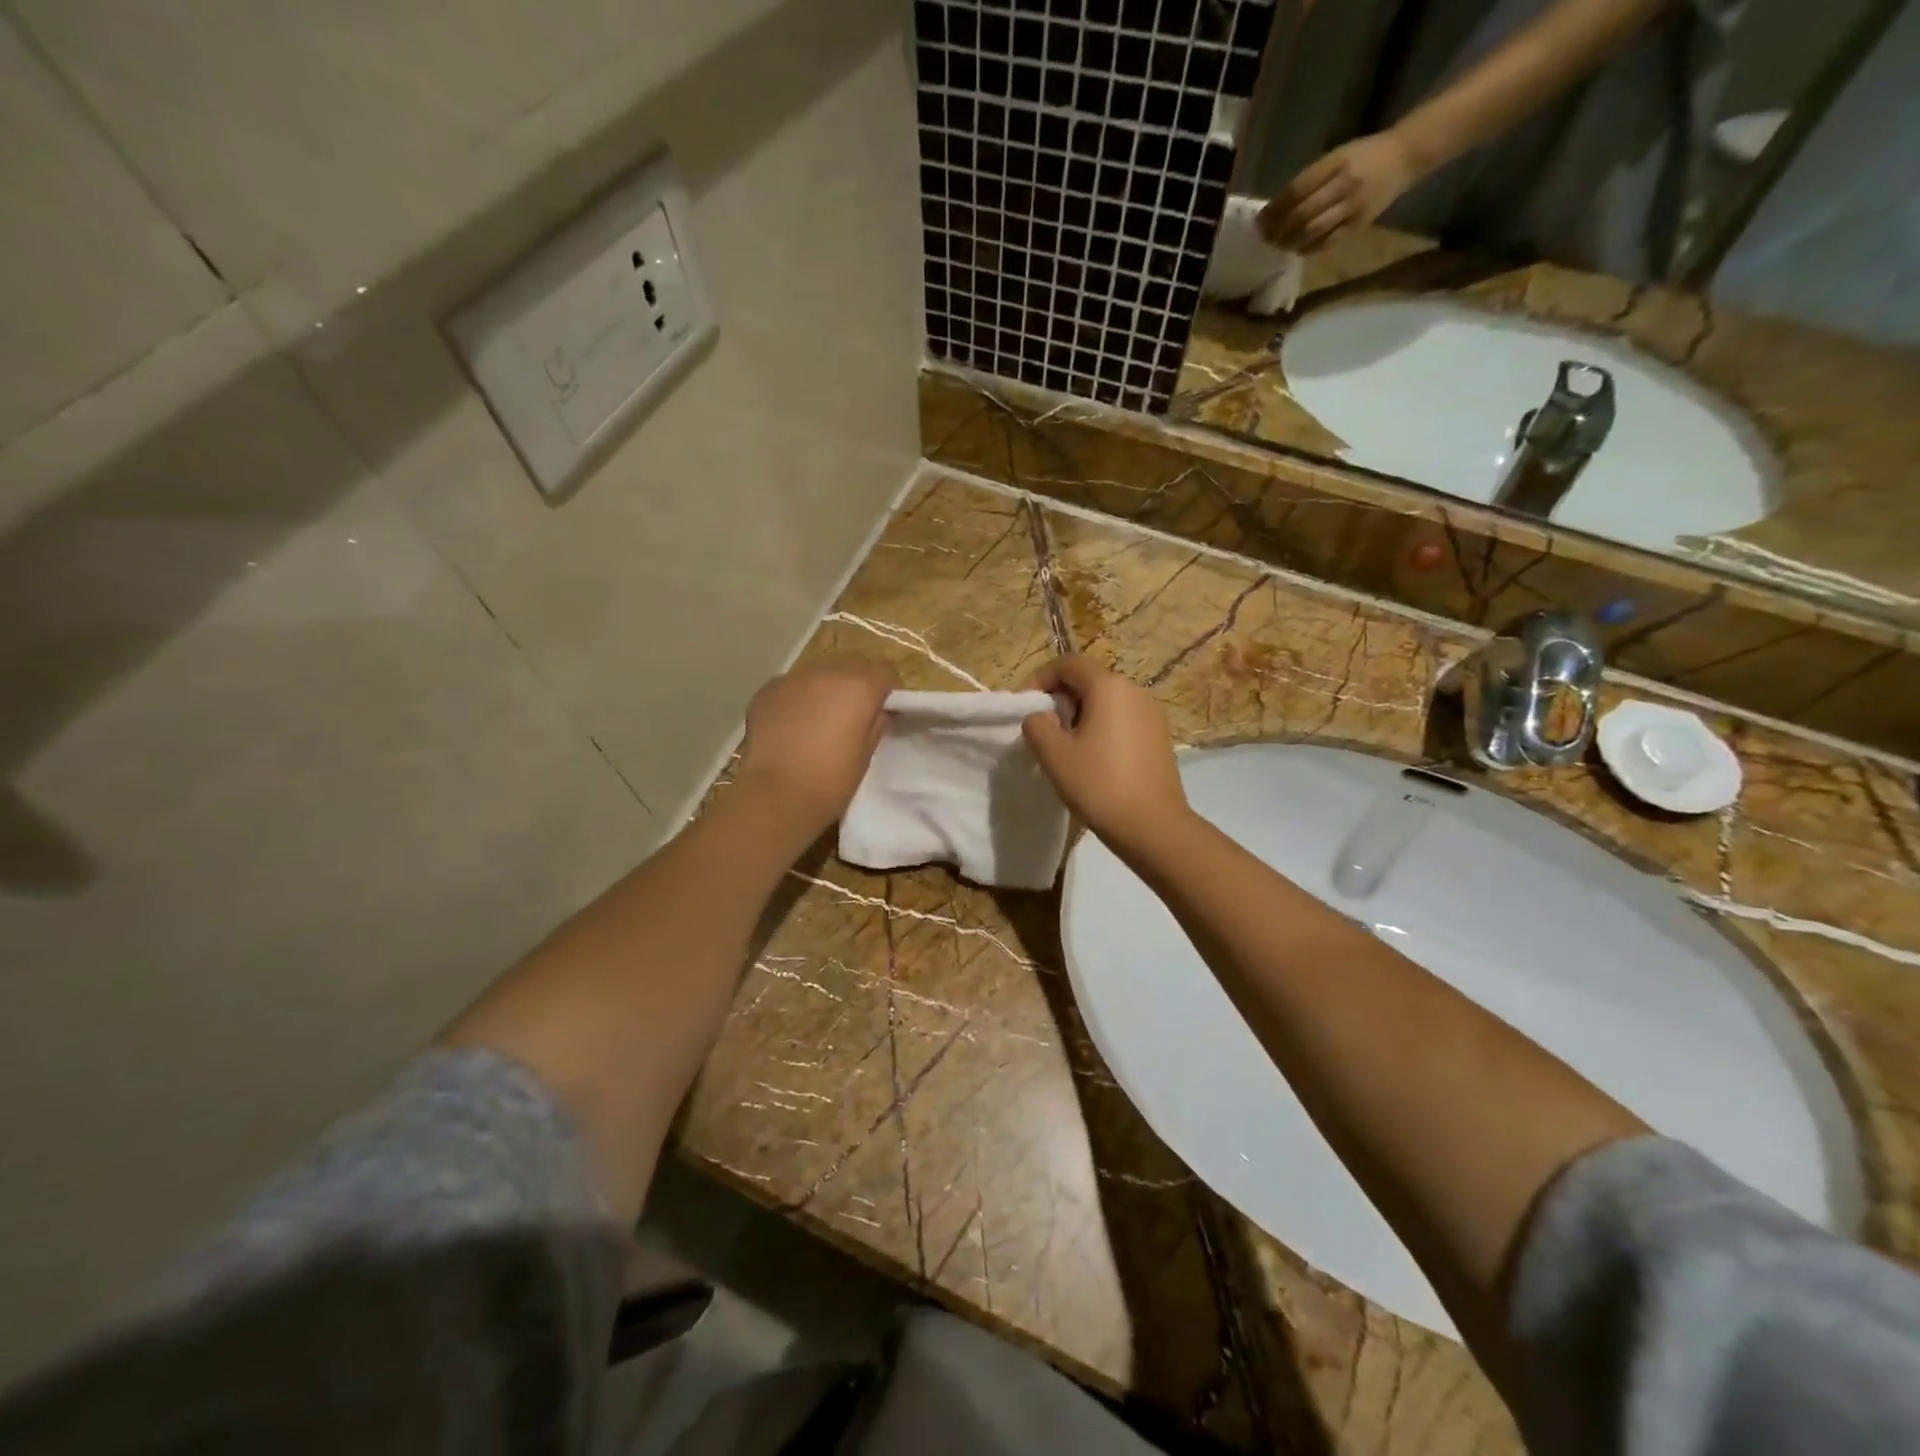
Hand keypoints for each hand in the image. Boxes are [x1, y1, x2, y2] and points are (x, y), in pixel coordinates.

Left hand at [736, 658, 897, 832]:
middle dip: (856, 684)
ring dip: (825, 687)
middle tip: (852, 713)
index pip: (885, 672)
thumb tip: (879, 710)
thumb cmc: (831, 781)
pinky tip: (792, 723)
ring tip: (819, 717)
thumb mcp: (866, 754)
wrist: (777, 795)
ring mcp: (794, 678)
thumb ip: (876, 723)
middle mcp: (828, 672)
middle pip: (851, 666)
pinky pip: (791, 685)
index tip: (884, 709)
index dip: (888, 690)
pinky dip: (797, 697)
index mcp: (860, 687)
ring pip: (819, 672)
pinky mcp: (767, 690)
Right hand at [1021, 657, 1190, 857]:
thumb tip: (1041, 716)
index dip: (1041, 678)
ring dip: (1081, 713)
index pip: (1068, 663)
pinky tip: (1094, 757)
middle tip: (1044, 728)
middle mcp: (1134, 690)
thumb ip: (1037, 725)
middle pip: (1089, 679)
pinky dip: (1102, 726)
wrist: (1153, 826)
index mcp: (1108, 687)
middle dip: (1061, 697)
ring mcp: (1152, 713)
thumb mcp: (1054, 754)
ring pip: (1107, 700)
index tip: (1026, 706)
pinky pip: (1123, 717)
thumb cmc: (1099, 785)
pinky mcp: (1159, 735)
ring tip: (1066, 745)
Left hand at [1259, 131, 1423, 251]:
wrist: (1404, 156)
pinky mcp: (1359, 225)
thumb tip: (1276, 208)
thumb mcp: (1336, 157)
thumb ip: (1309, 180)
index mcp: (1336, 162)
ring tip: (1279, 245)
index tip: (1259, 221)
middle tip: (1265, 238)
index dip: (1275, 209)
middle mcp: (1344, 185)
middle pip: (1302, 214)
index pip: (1297, 190)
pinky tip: (1298, 249)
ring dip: (1291, 242)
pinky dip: (1309, 249)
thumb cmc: (1363, 156)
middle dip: (1279, 230)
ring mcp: (1353, 207)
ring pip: (1313, 231)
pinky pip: (1328, 243)